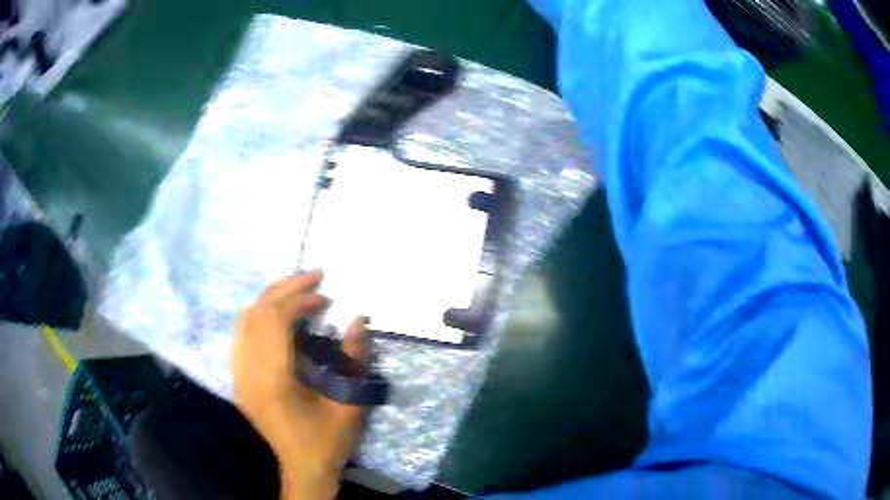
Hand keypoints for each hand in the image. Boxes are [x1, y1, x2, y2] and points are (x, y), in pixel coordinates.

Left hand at [232, 269, 368, 499]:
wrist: (303, 468)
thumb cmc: (328, 440)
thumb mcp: (350, 405)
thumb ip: (354, 361)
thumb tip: (358, 320)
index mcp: (272, 380)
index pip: (275, 321)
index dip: (299, 301)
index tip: (325, 297)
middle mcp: (248, 373)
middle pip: (257, 314)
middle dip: (285, 290)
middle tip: (314, 277)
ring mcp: (239, 377)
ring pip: (245, 321)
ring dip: (270, 300)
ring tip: (297, 291)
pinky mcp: (239, 381)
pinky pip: (241, 336)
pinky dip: (259, 317)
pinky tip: (277, 316)